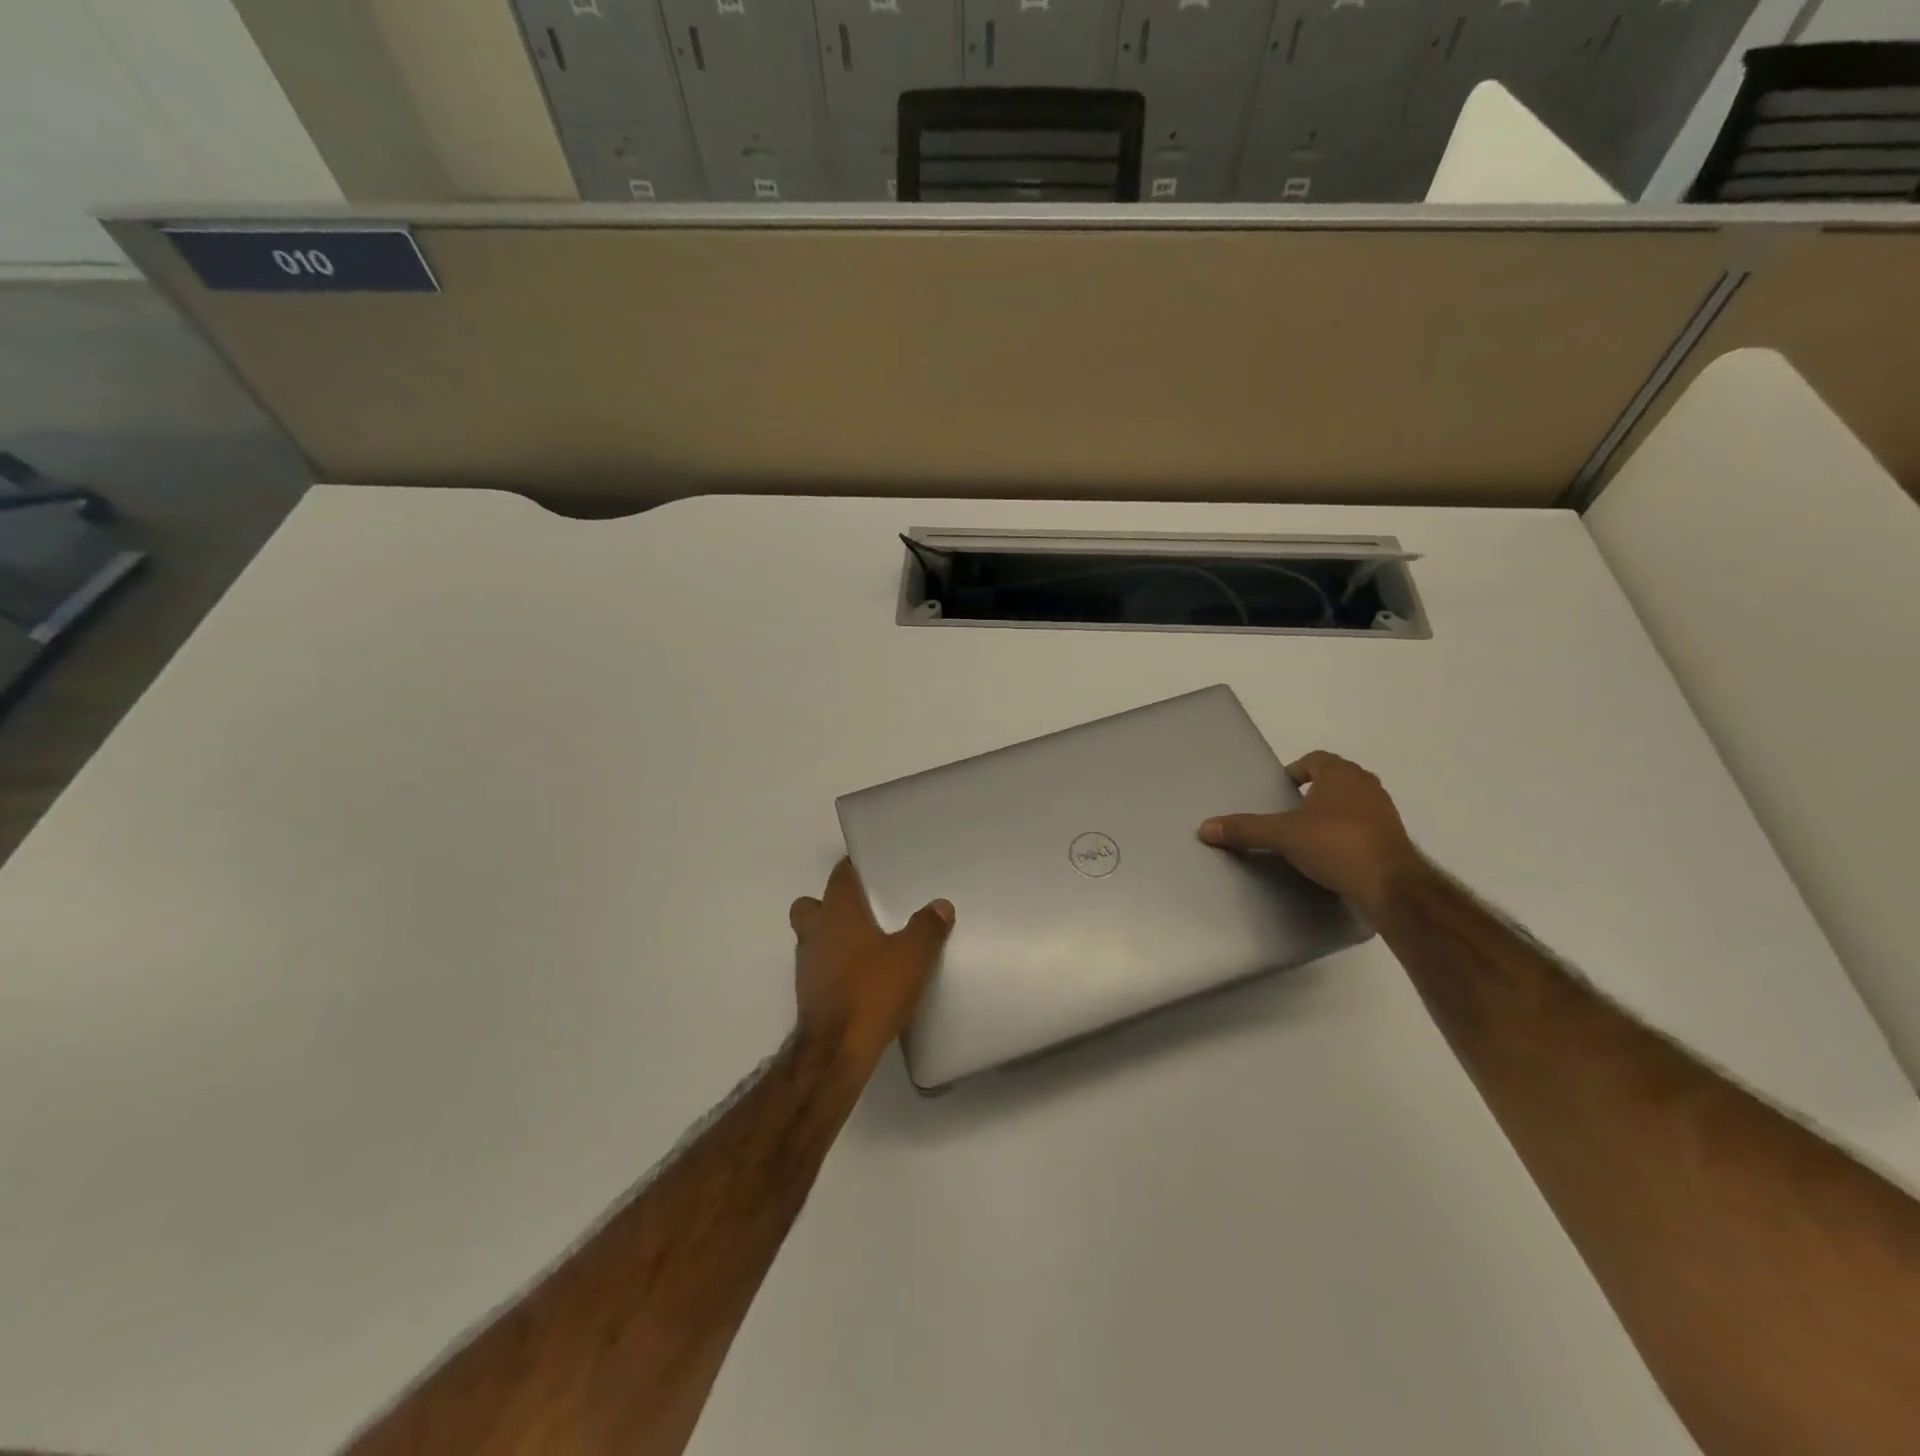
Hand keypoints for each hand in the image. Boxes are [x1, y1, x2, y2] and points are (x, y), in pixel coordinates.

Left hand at [789, 859, 954, 1069]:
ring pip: (812, 937)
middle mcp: (815, 932)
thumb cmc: (872, 991)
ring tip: (866, 945)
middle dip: (831, 903)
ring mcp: (807, 964)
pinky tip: (861, 977)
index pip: (840, 876)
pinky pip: (819, 966)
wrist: (836, 1051)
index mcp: (838, 912)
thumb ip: (927, 927)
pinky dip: (834, 966)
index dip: (853, 868)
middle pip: (812, 904)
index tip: (872, 868)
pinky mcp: (808, 993)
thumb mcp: (912, 957)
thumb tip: (940, 905)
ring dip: (831, 937)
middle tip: (863, 910)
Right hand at [1199, 750, 1422, 922]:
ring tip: (1305, 835)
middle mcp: (1366, 786)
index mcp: (1342, 774)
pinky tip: (1329, 855)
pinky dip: (1345, 835)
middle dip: (1312, 792)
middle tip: (1288, 811)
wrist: (1392, 887)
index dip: (1296, 770)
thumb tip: (1204, 827)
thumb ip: (1245, 829)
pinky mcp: (1391, 840)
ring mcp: (1384, 813)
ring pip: (1350, 804)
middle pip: (1334, 779)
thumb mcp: (1283, 836)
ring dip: (1330, 814)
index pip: (1315, 759)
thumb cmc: (1336, 845)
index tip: (1281, 789)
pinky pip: (1362, 828)